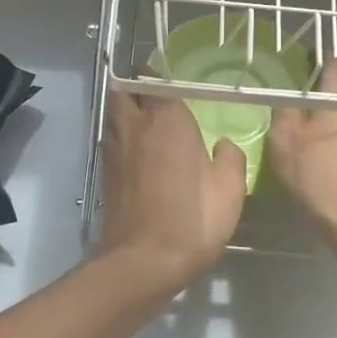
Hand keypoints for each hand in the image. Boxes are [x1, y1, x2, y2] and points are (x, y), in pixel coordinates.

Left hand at [96, 89, 246, 292]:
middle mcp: (136, 125)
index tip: (174, 81)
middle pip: (124, 90)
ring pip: (113, 113)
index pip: (157, 80)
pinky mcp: (105, 172)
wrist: (143, 260)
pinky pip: (111, 138)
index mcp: (167, 120)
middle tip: (156, 96)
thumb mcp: (230, 189)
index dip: (162, 77)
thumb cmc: (192, 218)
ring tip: (147, 120)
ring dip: (126, 109)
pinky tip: (139, 151)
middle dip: (136, 86)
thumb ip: (231, 158)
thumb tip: (223, 145)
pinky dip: (121, 135)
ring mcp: (115, 148)